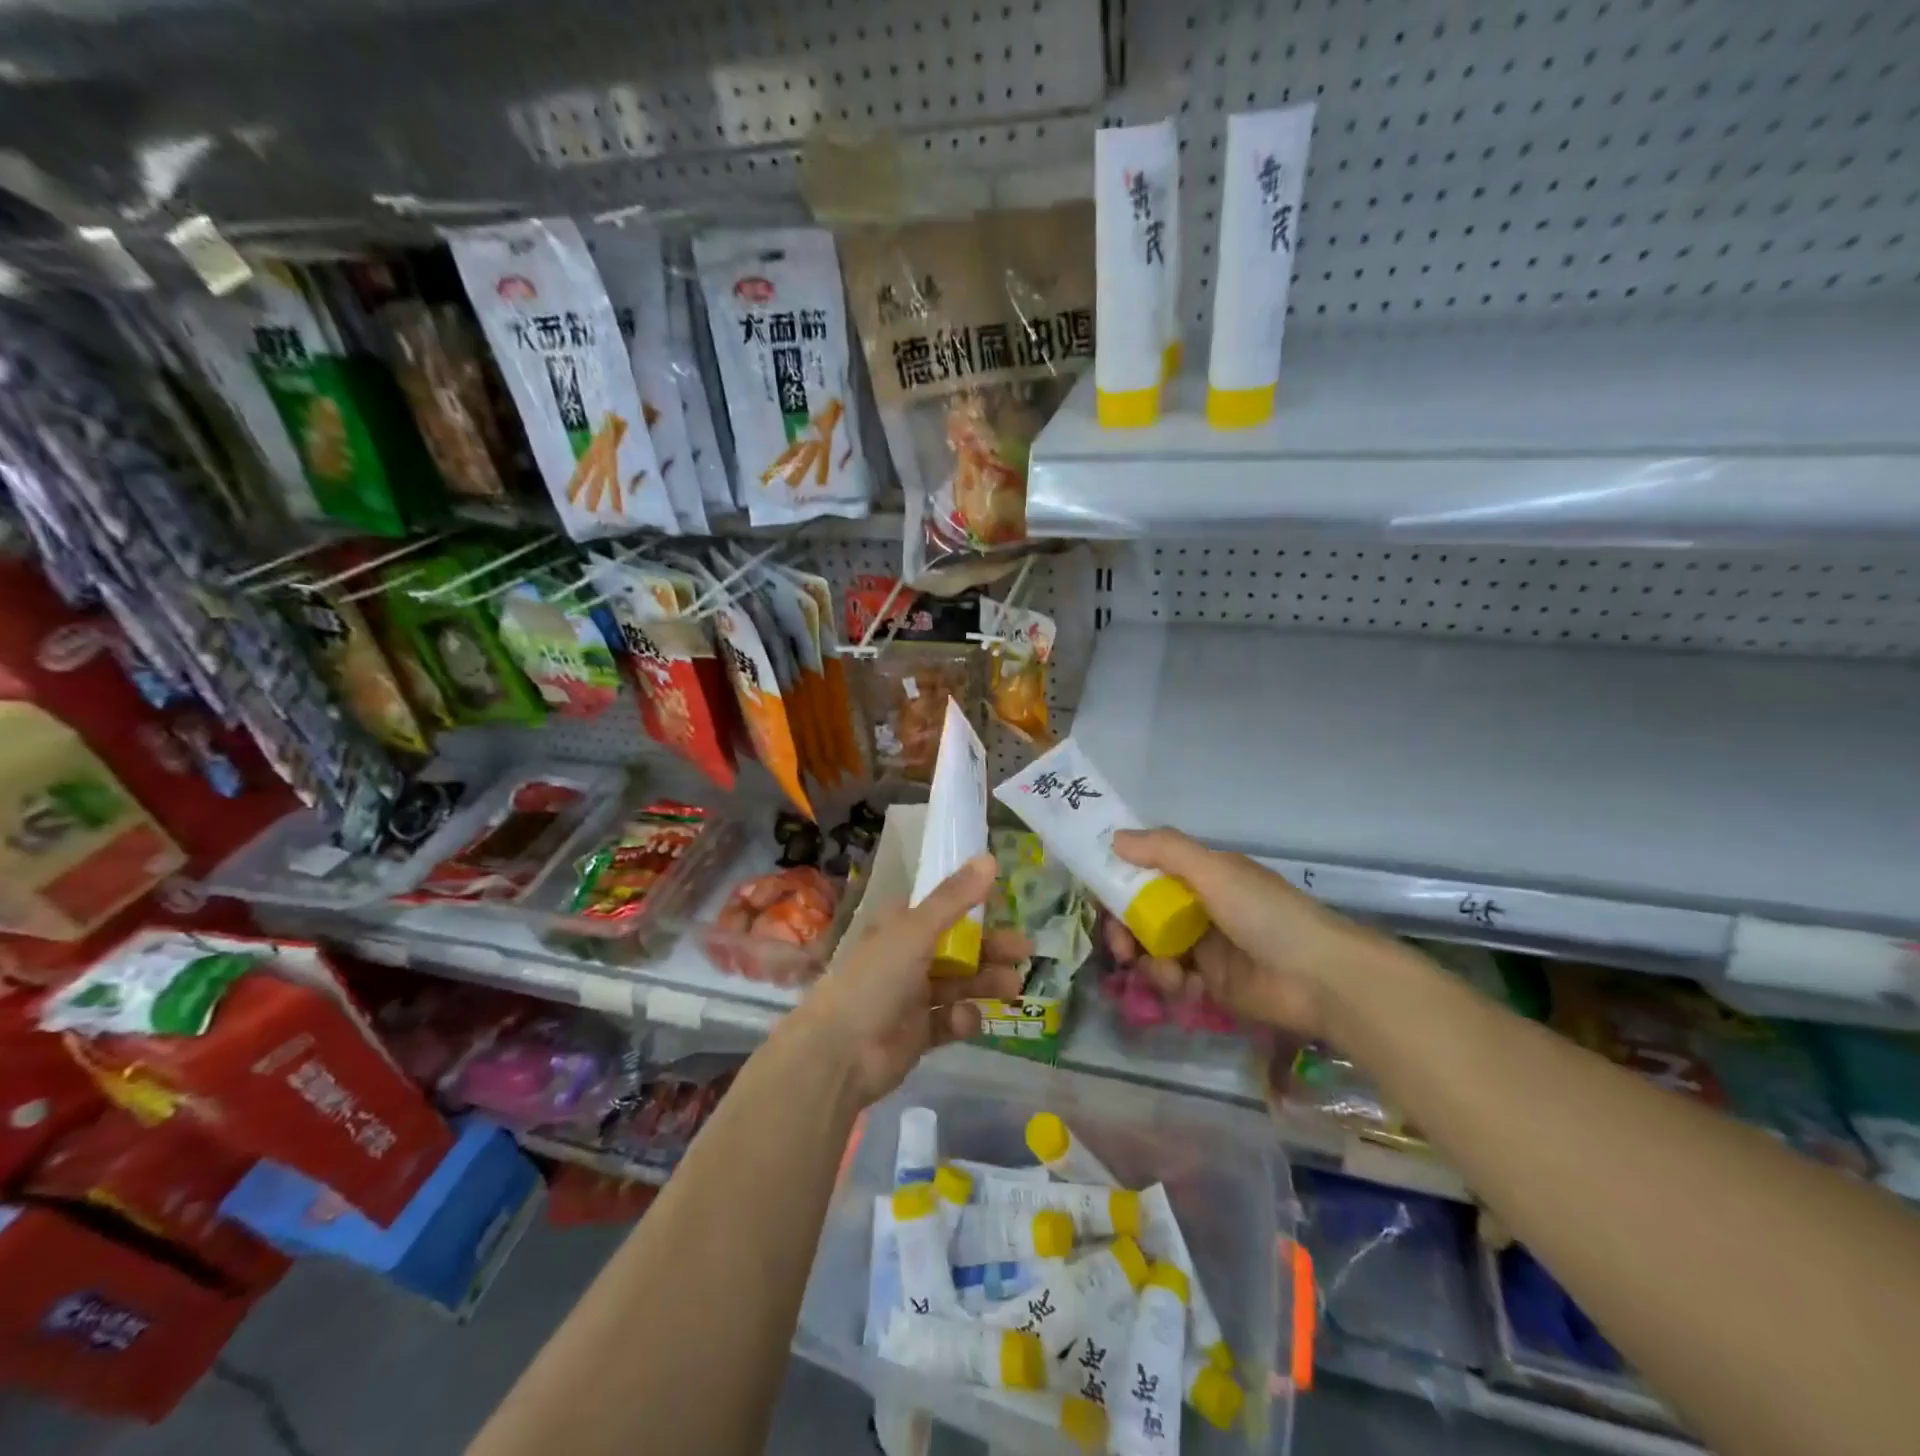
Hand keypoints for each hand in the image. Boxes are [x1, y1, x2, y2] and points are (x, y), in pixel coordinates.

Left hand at [794, 854, 1028, 1104]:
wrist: (840, 1052)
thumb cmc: (876, 979)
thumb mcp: (916, 930)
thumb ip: (955, 898)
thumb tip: (990, 858)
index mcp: (900, 927)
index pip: (943, 910)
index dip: (973, 908)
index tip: (1005, 909)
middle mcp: (907, 957)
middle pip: (959, 948)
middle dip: (992, 949)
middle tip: (1025, 953)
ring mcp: (912, 997)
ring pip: (959, 983)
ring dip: (985, 982)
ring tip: (1012, 988)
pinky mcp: (918, 1034)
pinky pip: (949, 1020)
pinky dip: (961, 1019)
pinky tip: (964, 1020)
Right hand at [1112, 828, 1375, 1037]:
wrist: (1322, 979)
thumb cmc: (1266, 914)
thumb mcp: (1214, 871)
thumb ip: (1163, 850)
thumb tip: (1114, 839)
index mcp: (1203, 876)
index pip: (1148, 872)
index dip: (1120, 881)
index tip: (1098, 895)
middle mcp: (1199, 908)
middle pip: (1143, 914)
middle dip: (1124, 929)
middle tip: (1120, 946)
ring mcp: (1205, 948)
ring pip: (1153, 949)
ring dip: (1147, 960)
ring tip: (1162, 972)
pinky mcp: (1212, 986)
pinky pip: (1173, 980)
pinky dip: (1171, 983)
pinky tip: (1184, 987)